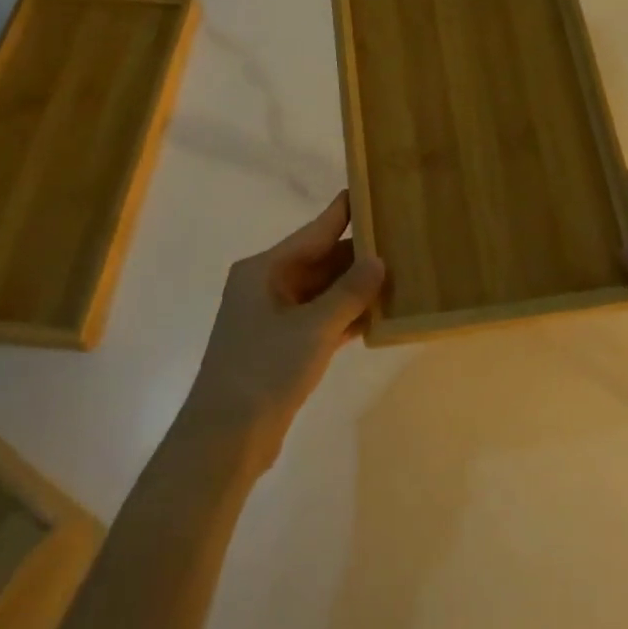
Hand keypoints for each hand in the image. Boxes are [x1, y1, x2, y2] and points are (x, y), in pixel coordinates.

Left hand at [184, 191, 384, 466]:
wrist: (225, 438)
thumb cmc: (264, 369)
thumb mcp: (312, 328)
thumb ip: (349, 293)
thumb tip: (379, 260)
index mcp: (264, 269)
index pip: (315, 231)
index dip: (344, 212)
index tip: (371, 189)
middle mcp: (267, 286)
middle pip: (321, 261)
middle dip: (359, 255)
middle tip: (402, 239)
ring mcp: (274, 318)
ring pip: (323, 292)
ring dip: (356, 288)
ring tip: (401, 273)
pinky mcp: (283, 347)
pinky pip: (321, 320)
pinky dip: (346, 316)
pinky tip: (379, 314)